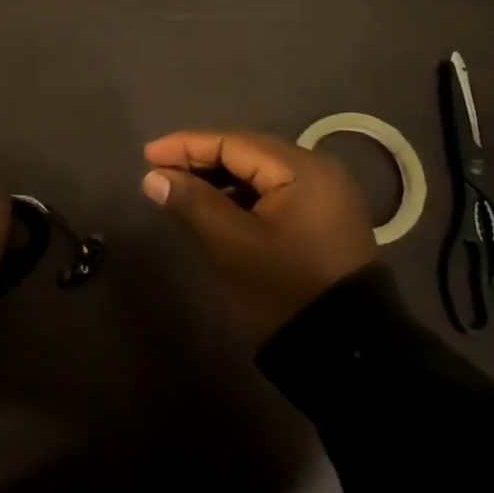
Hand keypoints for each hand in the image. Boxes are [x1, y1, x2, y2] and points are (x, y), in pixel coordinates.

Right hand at [141, 130, 377, 341]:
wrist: (345, 351)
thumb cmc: (284, 288)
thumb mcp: (232, 245)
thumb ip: (192, 202)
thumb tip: (153, 178)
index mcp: (301, 169)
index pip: (233, 142)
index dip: (186, 146)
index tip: (147, 155)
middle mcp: (318, 168)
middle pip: (248, 150)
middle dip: (201, 157)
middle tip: (159, 169)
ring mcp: (325, 191)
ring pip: (260, 170)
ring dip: (219, 175)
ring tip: (180, 185)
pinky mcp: (323, 214)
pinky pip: (274, 188)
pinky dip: (241, 192)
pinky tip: (215, 202)